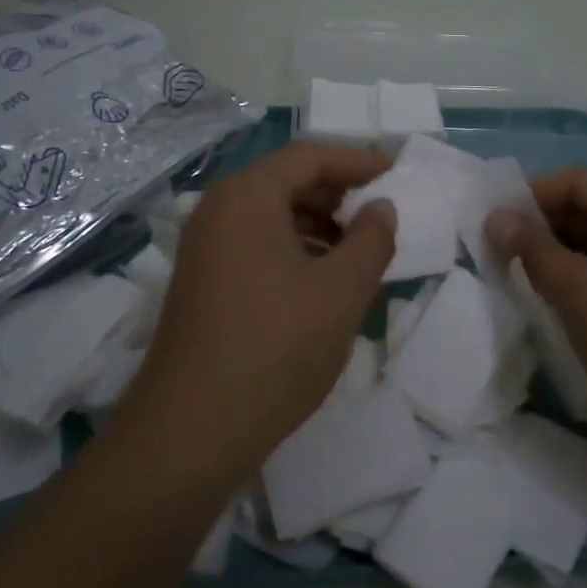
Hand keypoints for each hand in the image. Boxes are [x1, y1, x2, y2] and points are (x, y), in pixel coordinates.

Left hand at [118, 142, 396, 489]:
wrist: (191, 431)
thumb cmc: (275, 347)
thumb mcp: (341, 291)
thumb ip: (371, 240)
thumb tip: (381, 208)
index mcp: (247, 196)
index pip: (309, 156)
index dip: (356, 161)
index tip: (395, 172)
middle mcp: (218, 210)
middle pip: (286, 182)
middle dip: (337, 194)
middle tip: (380, 214)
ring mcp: (204, 247)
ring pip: (271, 216)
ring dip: (318, 225)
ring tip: (358, 252)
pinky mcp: (202, 281)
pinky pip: (255, 244)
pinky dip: (294, 250)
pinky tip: (321, 282)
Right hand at [487, 170, 586, 455]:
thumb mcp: (577, 289)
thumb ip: (531, 248)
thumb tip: (495, 217)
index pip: (579, 183)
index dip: (531, 199)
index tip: (491, 224)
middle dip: (543, 230)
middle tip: (498, 253)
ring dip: (559, 257)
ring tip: (519, 278)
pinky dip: (582, 280)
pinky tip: (555, 300)